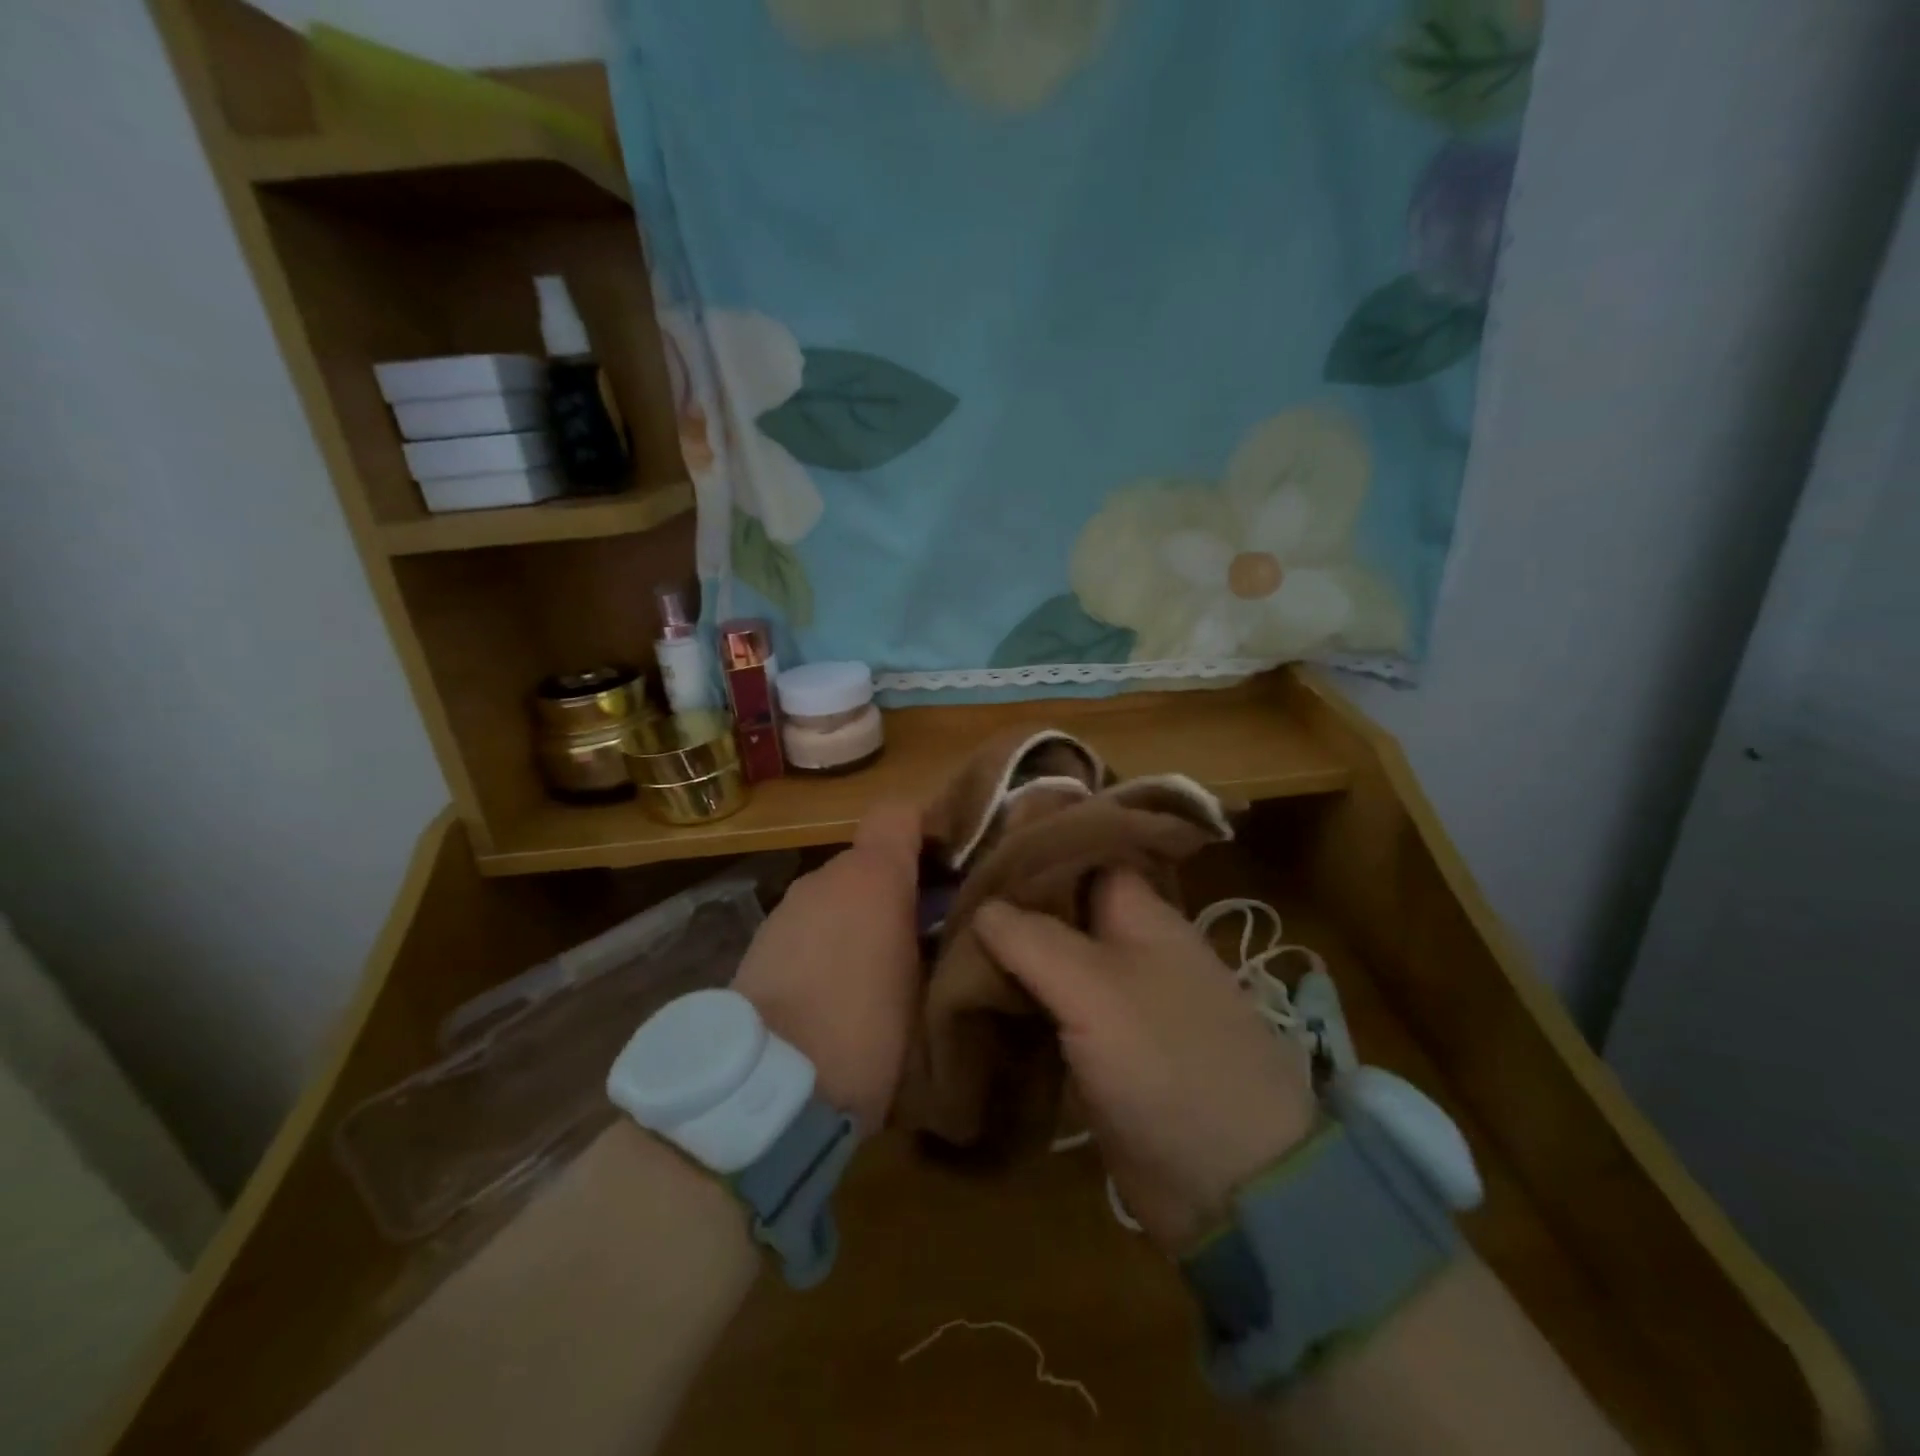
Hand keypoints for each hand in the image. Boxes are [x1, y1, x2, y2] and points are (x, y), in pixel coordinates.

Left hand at [731, 803, 921, 1131]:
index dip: (925, 830)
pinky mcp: (757, 944)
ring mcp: (786, 910)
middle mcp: (824, 877)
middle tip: (921, 933)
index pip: (900, 813)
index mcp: (873, 875)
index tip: (948, 864)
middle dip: (893, 889)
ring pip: (835, 897)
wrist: (770, 1087)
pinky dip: (824, 944)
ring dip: (857, 919)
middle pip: (867, 862)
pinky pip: (807, 927)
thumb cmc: (868, 1030)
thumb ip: (936, 940)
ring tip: (877, 972)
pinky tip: (832, 992)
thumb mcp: (926, 987)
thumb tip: (942, 928)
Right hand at [973, 872, 1316, 1253]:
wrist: (1229, 1184)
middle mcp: (1125, 947)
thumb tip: (982, 906)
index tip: (973, 845)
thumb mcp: (1095, 989)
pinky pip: (1047, 1009)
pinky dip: (1012, 1002)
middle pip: (1056, 909)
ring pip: (1047, 961)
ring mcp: (1112, 1000)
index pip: (1080, 853)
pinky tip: (966, 997)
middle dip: (1004, 904)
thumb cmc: (1168, 1062)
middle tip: (943, 899)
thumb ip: (1033, 939)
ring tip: (940, 944)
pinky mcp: (1097, 1048)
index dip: (1030, 845)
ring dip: (1002, 957)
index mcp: (1138, 914)